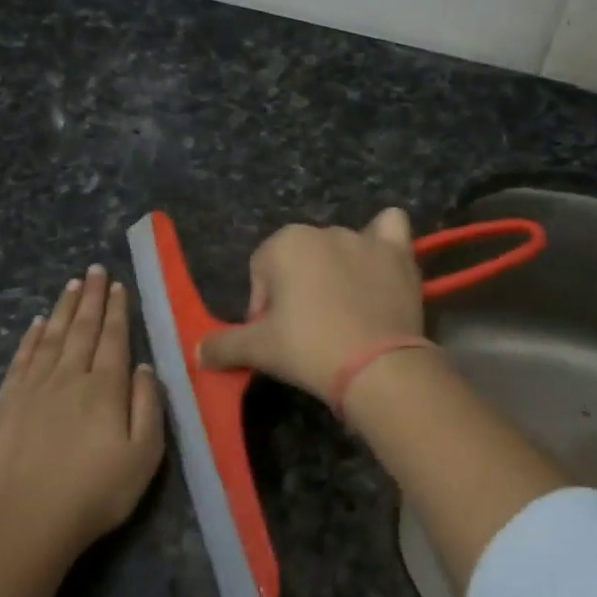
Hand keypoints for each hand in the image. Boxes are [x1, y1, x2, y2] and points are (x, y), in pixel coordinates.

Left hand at [0, 266, 164, 554]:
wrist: (28, 521)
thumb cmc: (96, 492)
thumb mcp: (144, 455)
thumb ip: (147, 406)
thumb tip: (144, 367)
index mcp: (105, 388)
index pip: (114, 339)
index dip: (118, 311)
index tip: (118, 285)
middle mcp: (69, 377)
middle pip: (83, 329)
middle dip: (93, 298)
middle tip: (95, 270)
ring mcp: (34, 388)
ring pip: (53, 337)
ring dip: (65, 309)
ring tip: (73, 285)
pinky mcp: (6, 403)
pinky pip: (22, 359)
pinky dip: (32, 337)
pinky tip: (38, 323)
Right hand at [198, 208, 425, 404]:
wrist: (377, 367)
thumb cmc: (309, 349)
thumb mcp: (257, 350)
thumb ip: (223, 345)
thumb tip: (197, 352)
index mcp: (285, 243)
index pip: (261, 272)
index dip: (264, 307)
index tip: (276, 338)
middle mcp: (324, 230)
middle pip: (300, 261)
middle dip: (298, 291)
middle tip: (308, 333)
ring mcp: (365, 239)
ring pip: (341, 248)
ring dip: (337, 272)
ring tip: (345, 314)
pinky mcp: (399, 253)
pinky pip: (390, 229)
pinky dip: (383, 241)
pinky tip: (381, 264)